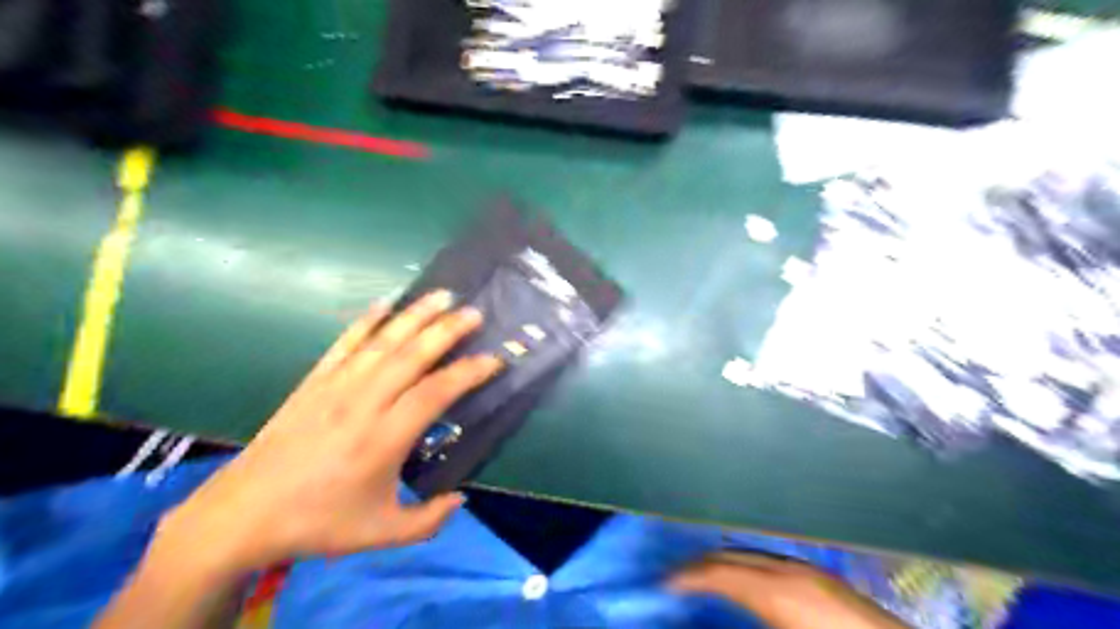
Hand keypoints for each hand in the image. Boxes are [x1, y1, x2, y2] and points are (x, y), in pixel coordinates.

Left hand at [150, 292, 500, 576]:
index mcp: (384, 438)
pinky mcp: (314, 381)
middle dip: (447, 329)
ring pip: (383, 341)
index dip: (469, 372)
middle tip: (475, 312)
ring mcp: (336, 386)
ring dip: (415, 315)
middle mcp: (364, 403)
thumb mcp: (381, 533)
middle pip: (412, 355)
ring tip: (442, 295)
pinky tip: (385, 303)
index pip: (436, 392)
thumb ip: (429, 520)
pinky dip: (367, 320)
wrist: (242, 514)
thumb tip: (461, 497)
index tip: (494, 359)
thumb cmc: (317, 523)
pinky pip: (345, 342)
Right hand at [668, 550, 904, 628]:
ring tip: (700, 580)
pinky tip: (741, 582)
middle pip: (728, 556)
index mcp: (775, 591)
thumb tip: (708, 613)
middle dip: (697, 566)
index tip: (660, 584)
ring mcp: (805, 568)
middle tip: (673, 580)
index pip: (715, 572)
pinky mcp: (818, 575)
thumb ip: (739, 621)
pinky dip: (743, 565)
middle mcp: (786, 569)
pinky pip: (766, 560)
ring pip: (747, 553)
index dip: (684, 576)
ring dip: (719, 563)